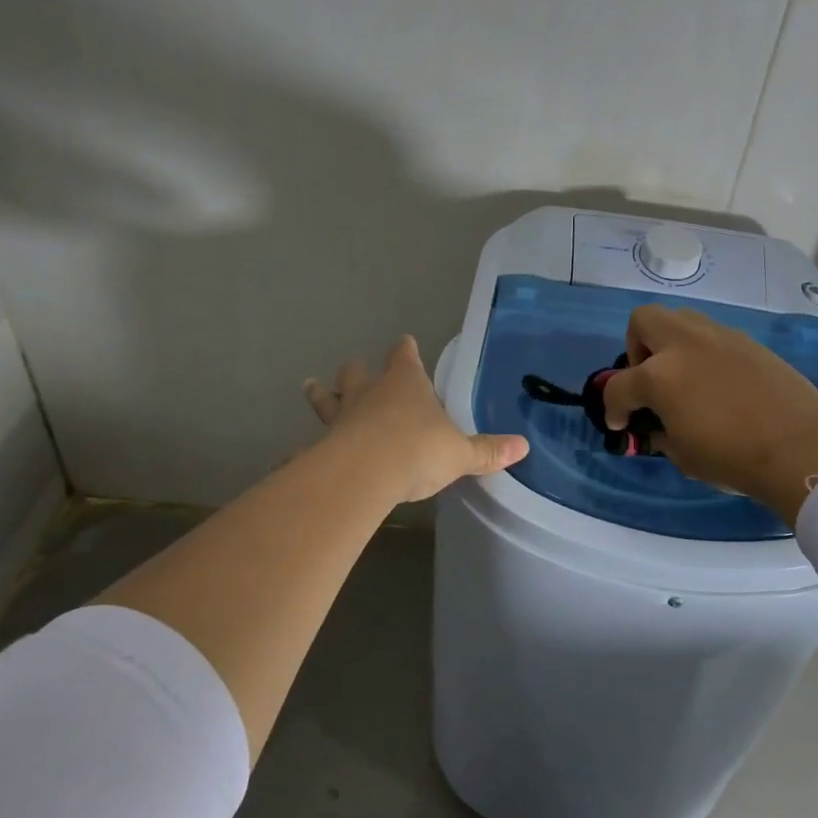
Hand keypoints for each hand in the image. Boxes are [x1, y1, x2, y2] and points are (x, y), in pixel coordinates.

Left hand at [305, 337, 528, 503]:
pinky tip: (293, 456)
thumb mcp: (460, 453)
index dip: (406, 349)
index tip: (405, 343)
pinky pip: (312, 443)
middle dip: (358, 371)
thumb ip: (487, 451)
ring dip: (321, 394)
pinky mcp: (322, 445)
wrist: (364, 474)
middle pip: (358, 372)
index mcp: (405, 383)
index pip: (404, 355)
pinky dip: (305, 447)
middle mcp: (370, 393)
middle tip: (355, 370)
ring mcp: (341, 418)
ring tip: (311, 386)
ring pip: (328, 398)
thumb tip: (524, 447)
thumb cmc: (417, 450)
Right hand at [601, 305, 817, 523]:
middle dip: (636, 347)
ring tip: (681, 375)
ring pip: (679, 318)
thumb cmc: (733, 457)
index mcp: (659, 376)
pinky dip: (702, 351)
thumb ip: (661, 433)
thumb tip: (658, 425)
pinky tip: (715, 381)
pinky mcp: (747, 342)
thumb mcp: (683, 456)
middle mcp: (684, 344)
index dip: (613, 408)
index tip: (621, 424)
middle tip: (647, 379)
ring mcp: (719, 337)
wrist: (801, 447)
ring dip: (669, 342)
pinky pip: (712, 334)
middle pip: (643, 321)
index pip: (619, 386)